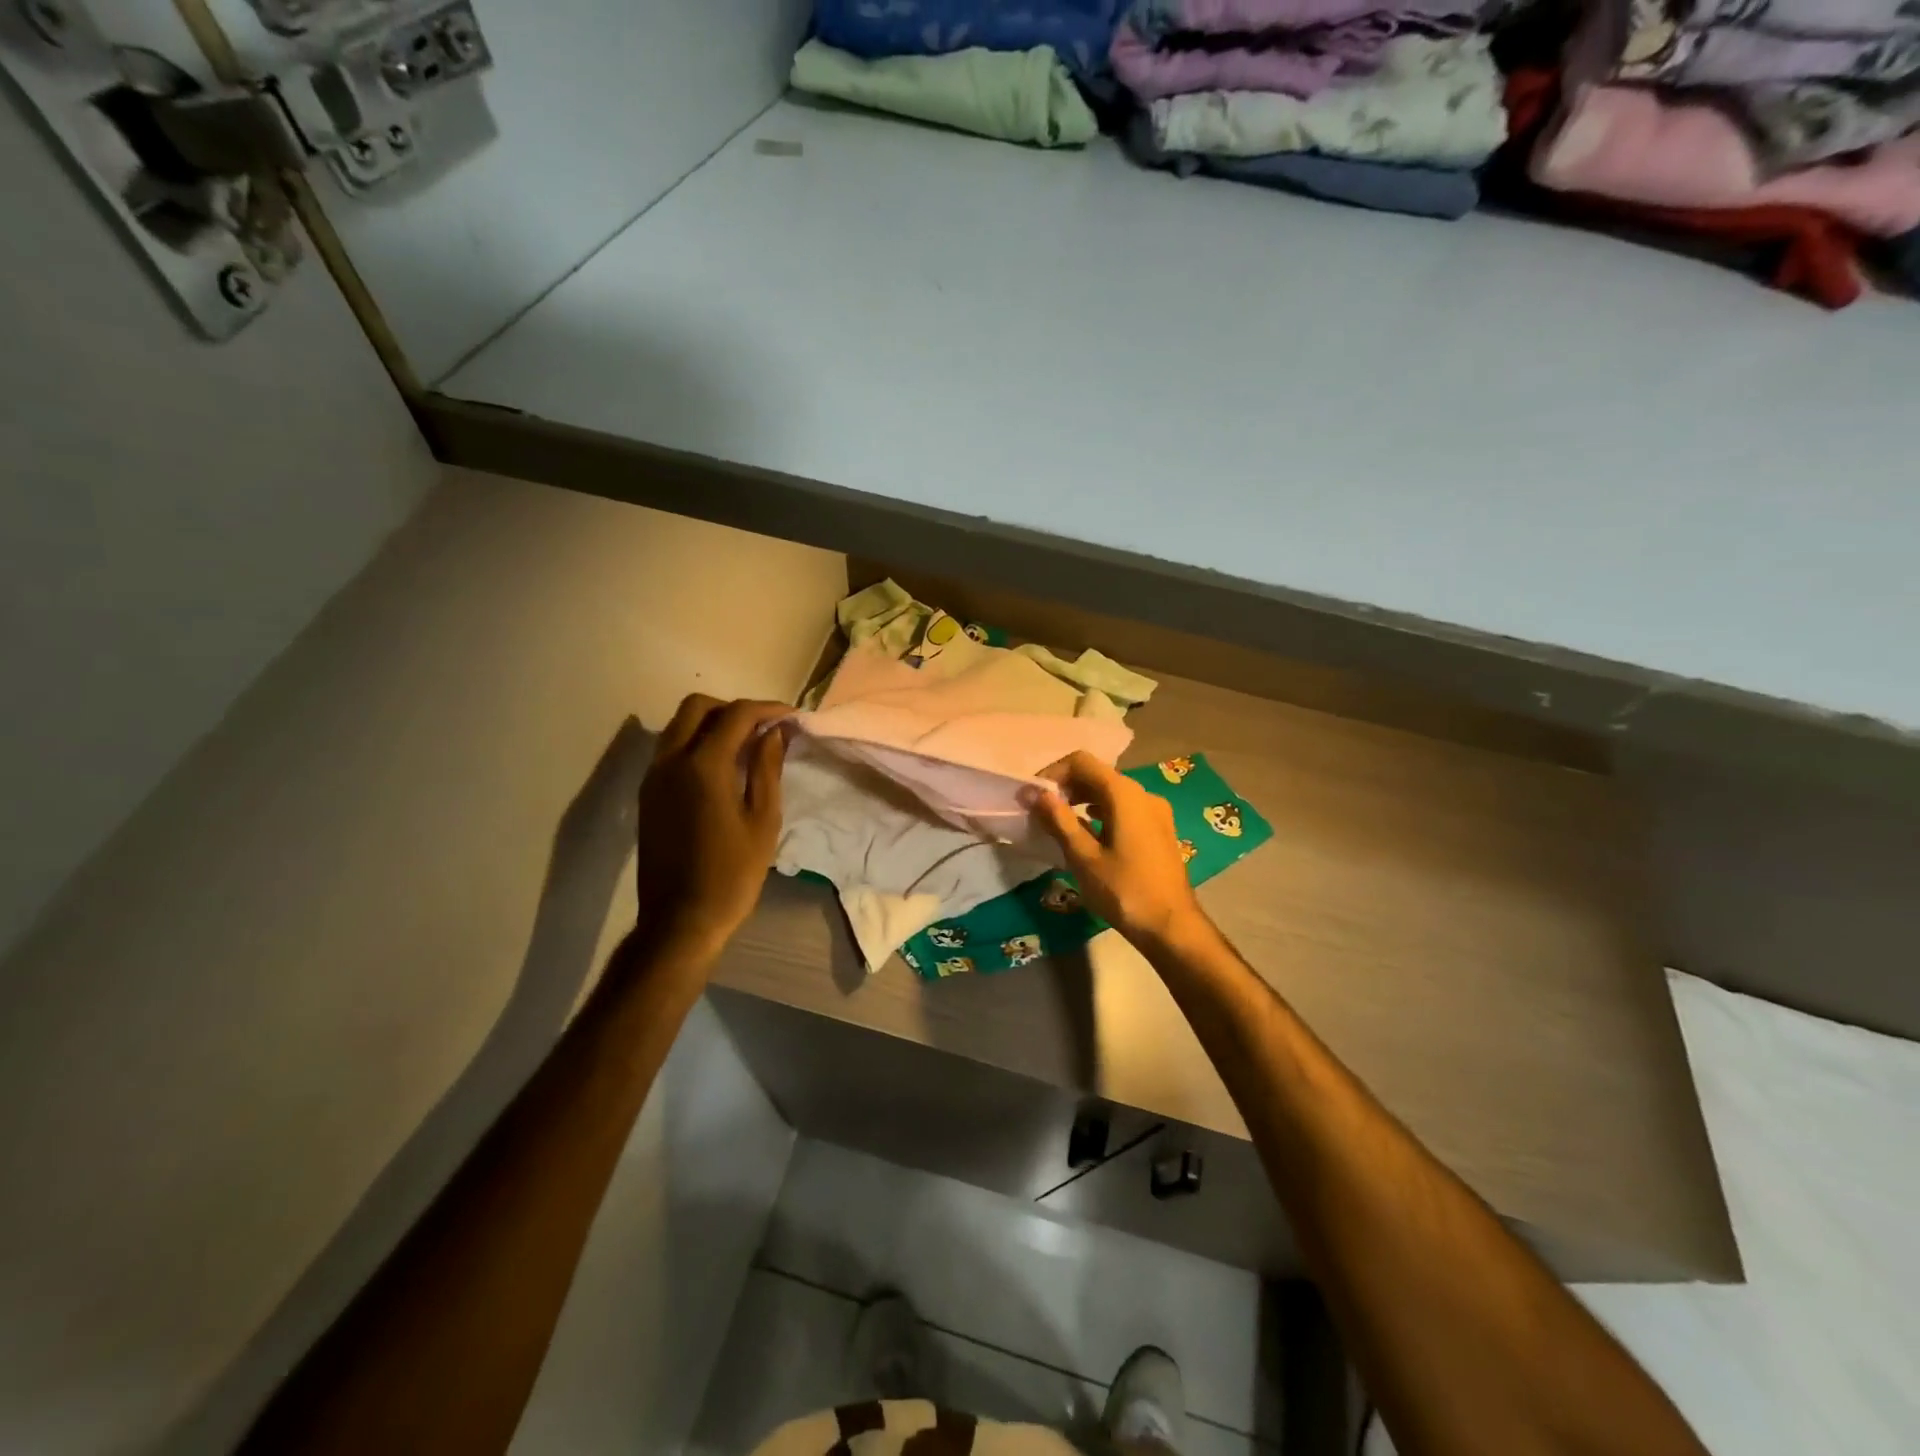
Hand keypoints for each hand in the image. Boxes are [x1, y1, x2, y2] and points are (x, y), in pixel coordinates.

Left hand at [633, 695, 788, 962]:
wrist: (680, 921)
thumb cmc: (732, 874)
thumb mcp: (763, 820)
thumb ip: (767, 769)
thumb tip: (775, 733)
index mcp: (702, 766)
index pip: (736, 715)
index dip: (768, 709)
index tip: (792, 716)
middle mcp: (670, 761)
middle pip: (697, 707)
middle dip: (734, 708)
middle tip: (765, 727)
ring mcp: (653, 777)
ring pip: (679, 725)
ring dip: (712, 723)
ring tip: (746, 744)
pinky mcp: (648, 794)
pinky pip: (670, 748)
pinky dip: (696, 742)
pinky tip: (721, 767)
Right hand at [1030, 752, 1205, 948]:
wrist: (1172, 927)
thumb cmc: (1124, 891)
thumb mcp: (1084, 857)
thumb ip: (1058, 820)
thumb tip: (1034, 792)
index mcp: (1124, 794)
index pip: (1081, 762)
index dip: (1053, 773)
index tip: (1033, 796)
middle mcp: (1142, 794)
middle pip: (1097, 774)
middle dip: (1066, 787)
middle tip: (1041, 812)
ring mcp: (1155, 812)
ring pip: (1111, 792)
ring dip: (1082, 801)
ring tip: (1059, 824)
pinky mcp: (1159, 830)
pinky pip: (1124, 809)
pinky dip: (1101, 813)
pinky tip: (1087, 836)